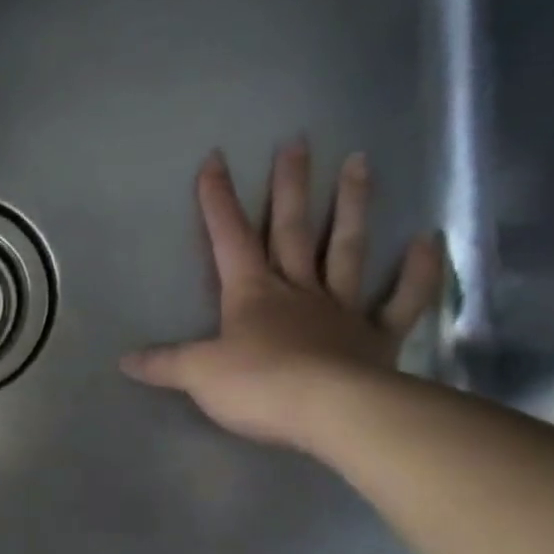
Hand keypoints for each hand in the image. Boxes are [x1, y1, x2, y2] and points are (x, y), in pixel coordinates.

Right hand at [121, 143, 442, 450]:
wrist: (330, 412)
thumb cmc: (258, 386)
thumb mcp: (196, 375)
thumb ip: (163, 363)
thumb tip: (125, 360)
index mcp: (251, 295)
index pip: (228, 240)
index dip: (218, 202)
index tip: (215, 160)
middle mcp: (297, 291)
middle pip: (290, 230)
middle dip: (289, 187)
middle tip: (298, 142)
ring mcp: (341, 310)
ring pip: (346, 249)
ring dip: (352, 206)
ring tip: (360, 161)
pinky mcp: (377, 337)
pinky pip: (402, 299)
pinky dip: (418, 270)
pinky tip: (429, 239)